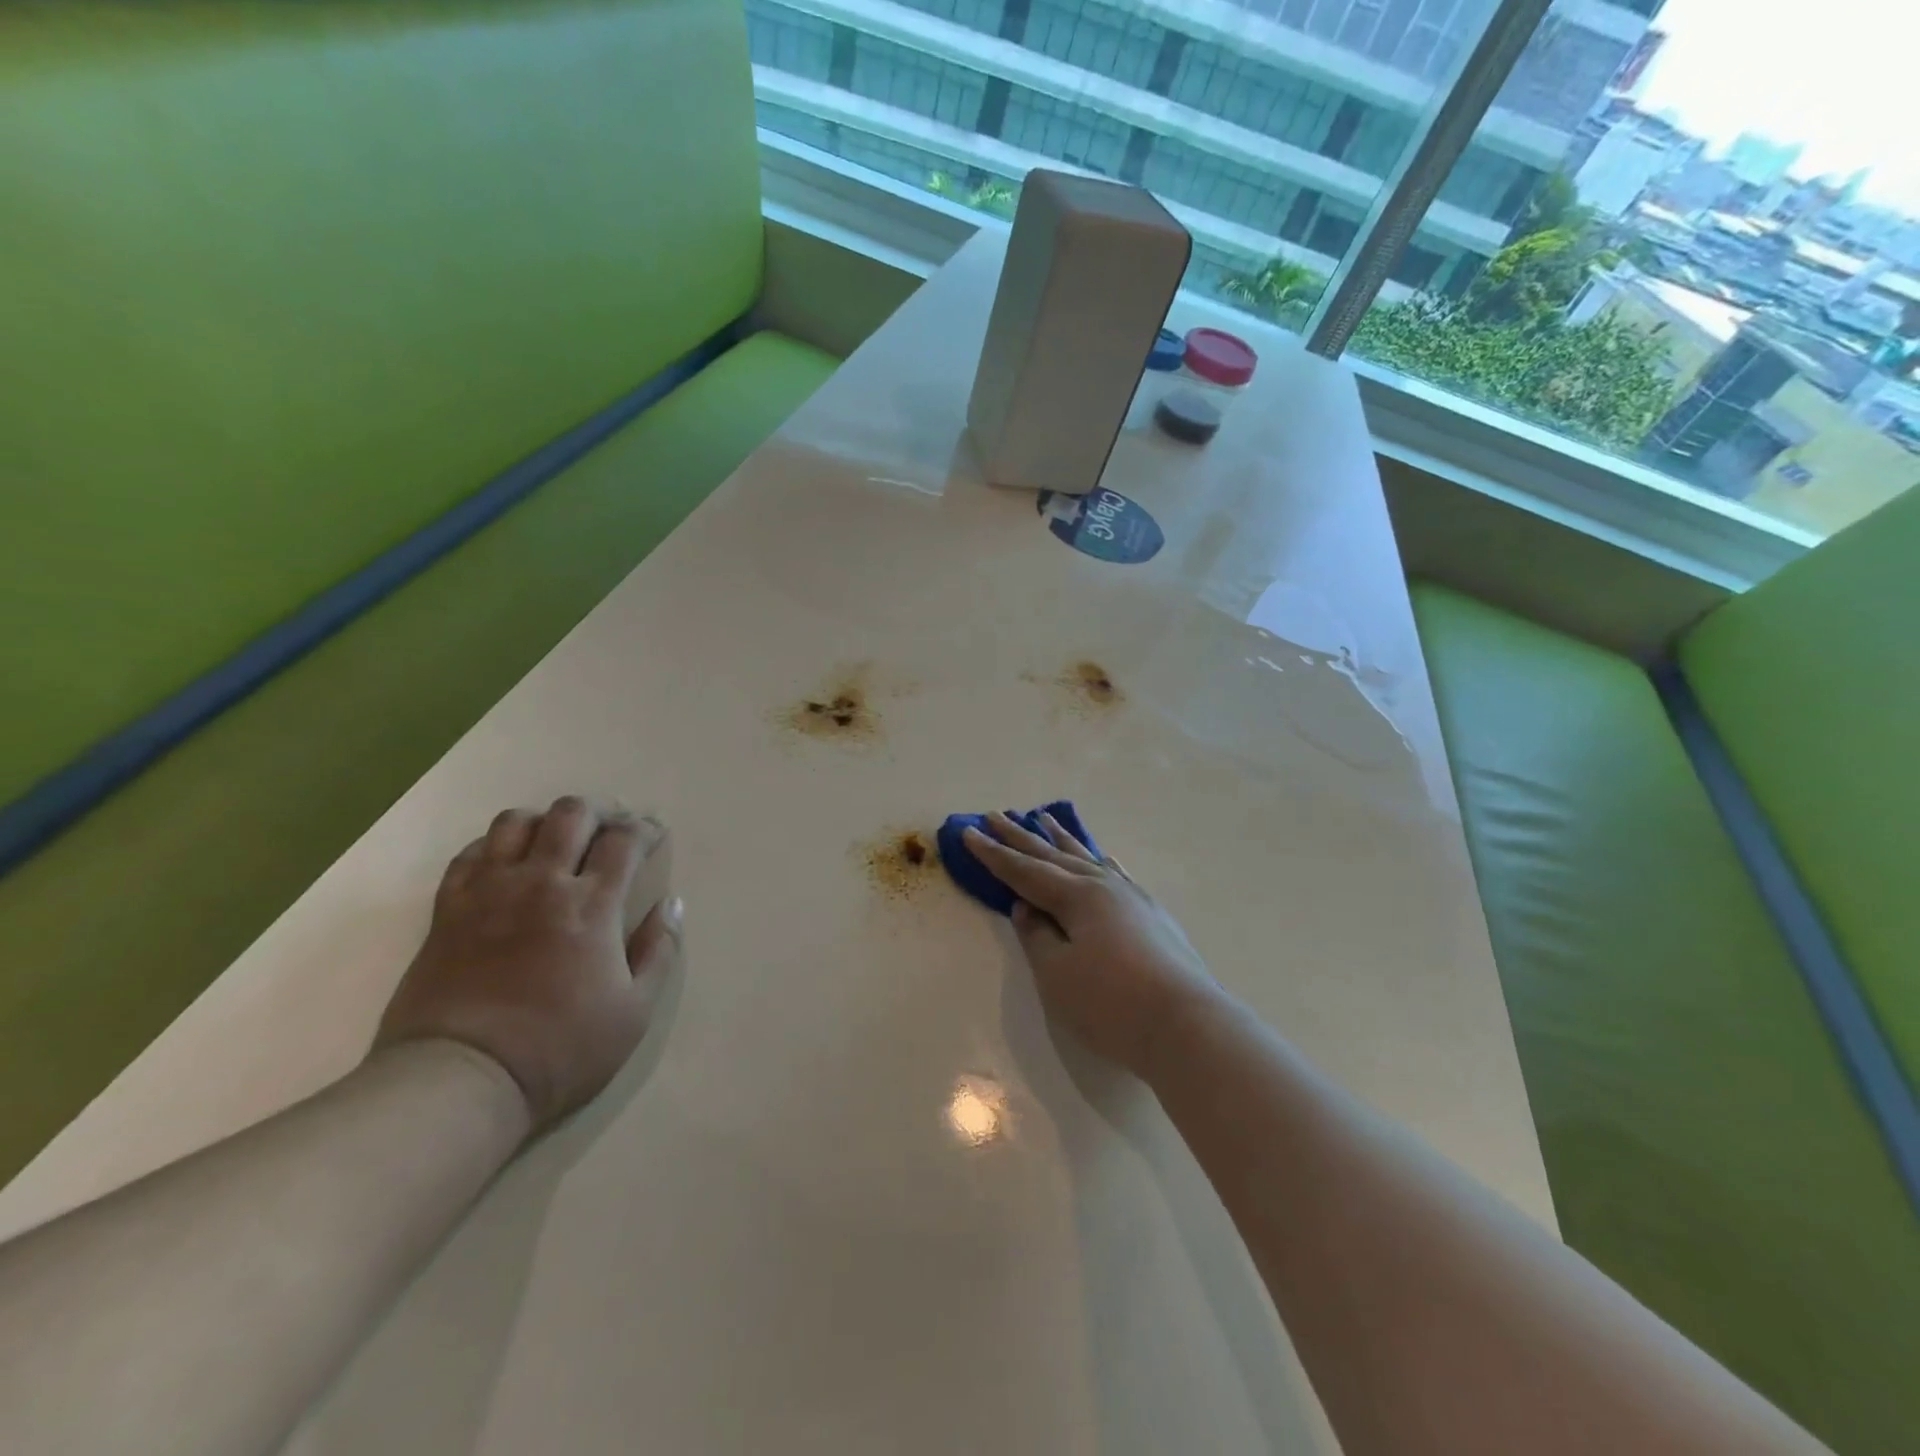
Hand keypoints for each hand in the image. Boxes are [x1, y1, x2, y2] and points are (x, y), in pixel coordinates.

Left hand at [374, 796, 681, 1130]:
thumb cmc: (560, 1048)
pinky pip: (470, 854)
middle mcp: (542, 883)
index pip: (624, 840)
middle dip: (600, 811)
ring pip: (516, 822)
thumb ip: (659, 951)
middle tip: (611, 828)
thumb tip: (672, 905)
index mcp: (592, 905)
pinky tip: (506, 862)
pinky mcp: (447, 910)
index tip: (654, 834)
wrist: (460, 1080)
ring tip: (556, 840)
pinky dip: (495, 846)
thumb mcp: (634, 1011)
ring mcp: (489, 892)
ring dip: (545, 821)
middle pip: (572, 815)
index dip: (645, 829)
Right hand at [962, 811, 1219, 1077]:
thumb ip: (1037, 936)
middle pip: (1053, 857)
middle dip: (1020, 838)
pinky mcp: (1152, 916)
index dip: (994, 854)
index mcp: (1077, 896)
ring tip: (1043, 819)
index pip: (1024, 871)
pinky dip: (1102, 862)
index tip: (969, 832)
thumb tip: (1026, 907)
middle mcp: (1104, 886)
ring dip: (1061, 840)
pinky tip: (1102, 857)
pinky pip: (1117, 875)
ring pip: (1088, 859)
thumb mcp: (1057, 974)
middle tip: (995, 814)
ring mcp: (1132, 899)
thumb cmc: (1112, 1004)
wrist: (1188, 1026)